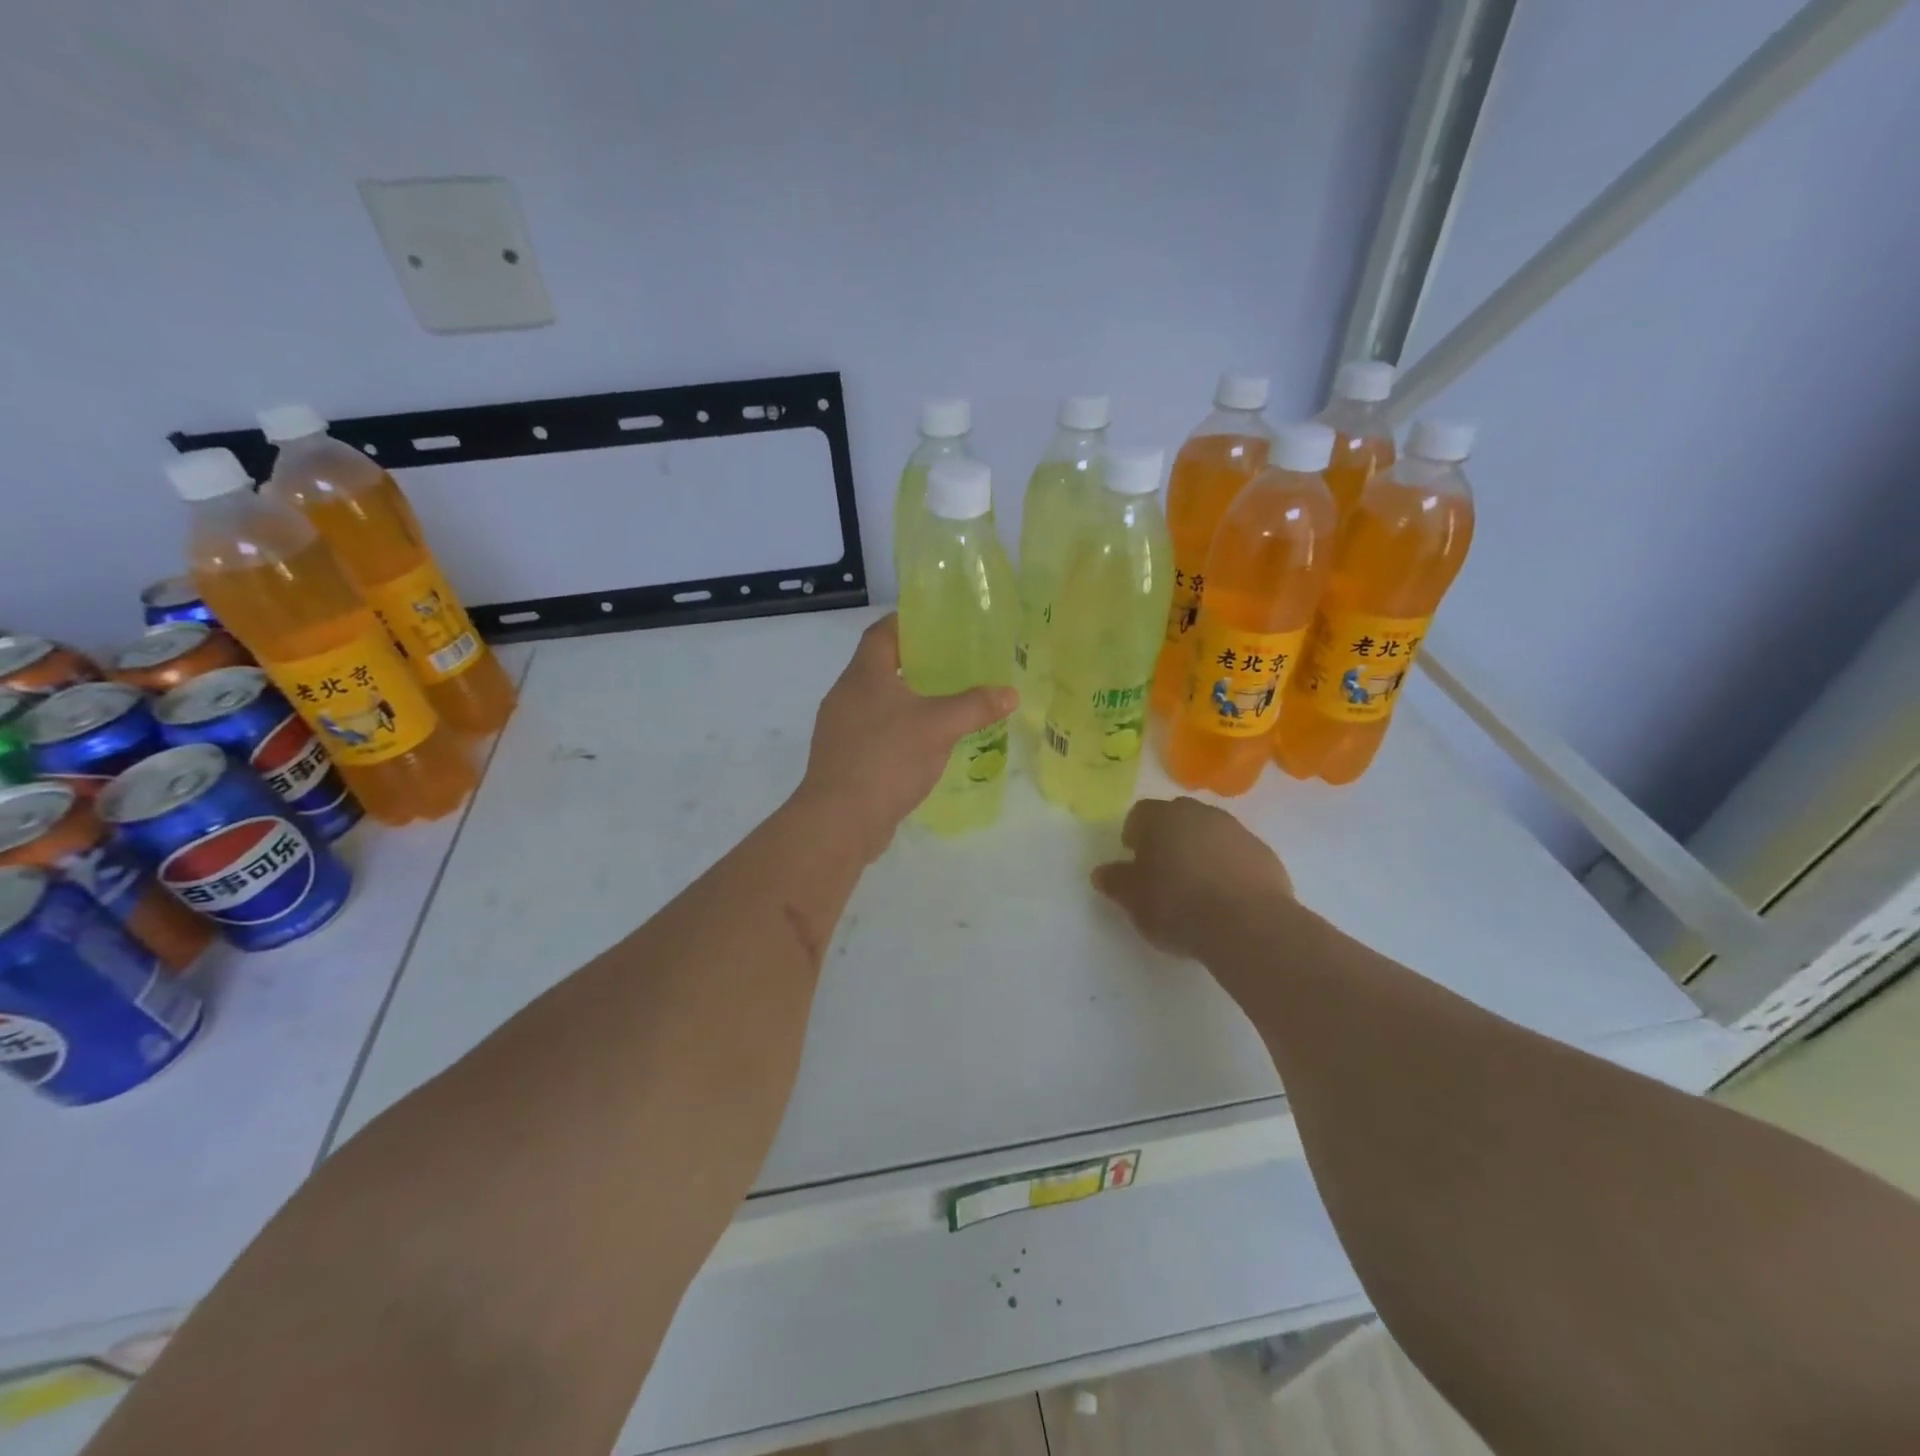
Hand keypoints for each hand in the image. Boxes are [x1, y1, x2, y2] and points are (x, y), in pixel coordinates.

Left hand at [799, 615, 1016, 861]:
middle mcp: (845, 695)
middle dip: (914, 664)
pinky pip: (873, 733)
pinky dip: (896, 731)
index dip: (907, 622)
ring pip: (876, 702)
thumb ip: (975, 706)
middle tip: (951, 666)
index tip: (936, 624)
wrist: (840, 819)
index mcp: (864, 675)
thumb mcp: (940, 727)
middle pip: (879, 666)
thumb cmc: (888, 758)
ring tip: (942, 705)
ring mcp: (839, 729)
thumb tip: (1010, 693)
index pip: (882, 632)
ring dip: (905, 701)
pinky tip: (922, 746)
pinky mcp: (842, 758)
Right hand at [1092, 797, 1294, 961]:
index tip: (1133, 858)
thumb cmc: (1177, 905)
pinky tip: (1225, 897)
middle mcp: (1200, 814)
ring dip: (1200, 850)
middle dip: (1168, 837)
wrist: (1247, 924)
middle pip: (1177, 817)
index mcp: (1162, 818)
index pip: (1140, 813)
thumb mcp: (1133, 900)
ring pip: (1210, 833)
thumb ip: (1115, 882)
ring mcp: (1236, 831)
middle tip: (1163, 869)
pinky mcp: (1265, 854)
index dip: (1134, 833)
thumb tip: (1102, 873)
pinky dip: (1228, 867)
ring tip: (1196, 885)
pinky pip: (1237, 854)